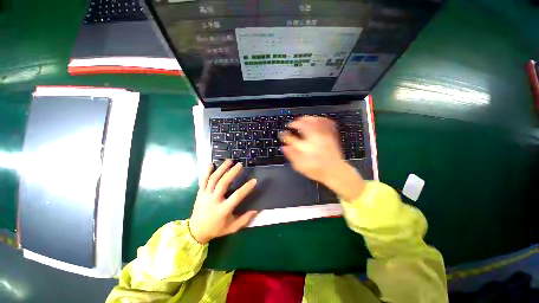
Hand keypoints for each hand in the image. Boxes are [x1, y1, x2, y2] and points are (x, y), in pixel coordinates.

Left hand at [189, 160, 257, 243]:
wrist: (195, 231)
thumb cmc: (216, 229)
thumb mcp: (232, 228)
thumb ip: (244, 219)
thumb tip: (256, 210)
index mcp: (223, 210)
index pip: (236, 196)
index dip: (246, 188)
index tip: (254, 180)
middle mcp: (213, 200)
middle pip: (223, 183)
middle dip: (232, 172)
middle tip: (240, 165)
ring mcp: (205, 195)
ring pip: (213, 179)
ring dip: (222, 169)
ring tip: (229, 161)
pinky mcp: (200, 193)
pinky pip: (203, 180)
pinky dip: (207, 171)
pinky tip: (212, 164)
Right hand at [280, 116, 364, 200]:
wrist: (335, 171)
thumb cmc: (317, 170)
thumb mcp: (300, 166)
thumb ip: (291, 155)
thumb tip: (284, 147)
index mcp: (305, 147)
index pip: (290, 138)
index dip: (284, 135)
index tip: (282, 134)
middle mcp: (314, 139)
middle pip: (302, 125)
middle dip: (295, 123)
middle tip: (291, 124)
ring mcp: (323, 135)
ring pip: (314, 121)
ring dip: (306, 119)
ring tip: (301, 120)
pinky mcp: (331, 135)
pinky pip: (326, 122)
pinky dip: (320, 119)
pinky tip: (316, 120)